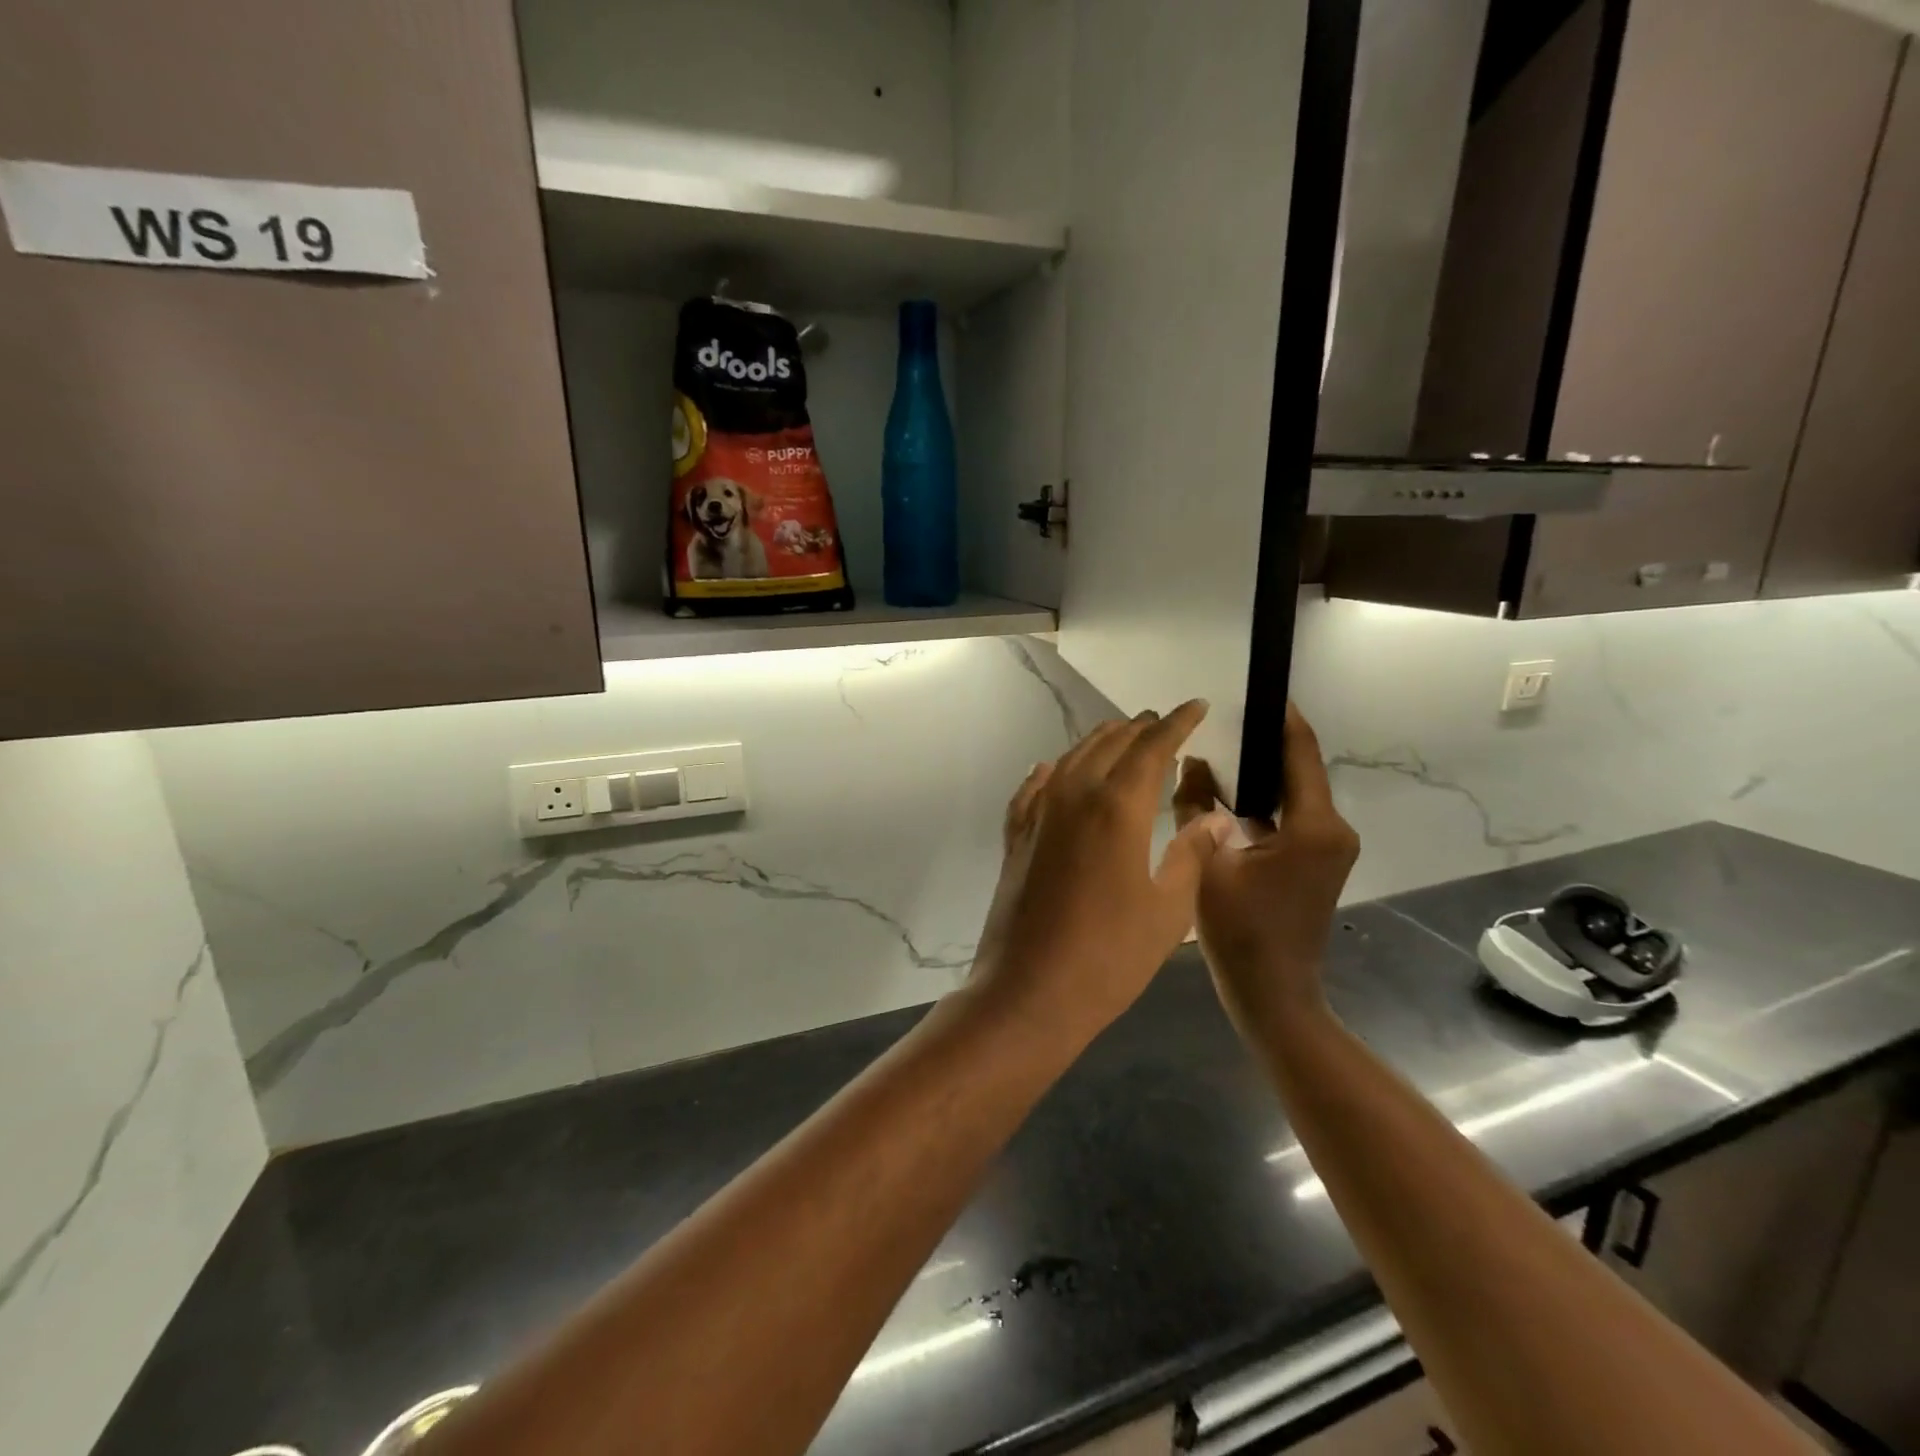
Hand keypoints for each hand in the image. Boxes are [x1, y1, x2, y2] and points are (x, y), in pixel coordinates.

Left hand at [968, 701, 1236, 1047]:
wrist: (1030, 990)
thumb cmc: (1110, 955)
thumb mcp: (1169, 909)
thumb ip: (1191, 854)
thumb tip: (1214, 819)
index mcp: (1117, 807)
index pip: (1152, 747)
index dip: (1177, 723)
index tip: (1197, 706)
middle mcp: (1073, 796)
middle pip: (1109, 744)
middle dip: (1140, 728)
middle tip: (1164, 722)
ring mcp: (1038, 815)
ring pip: (1070, 759)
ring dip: (1100, 743)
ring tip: (1122, 737)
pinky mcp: (1016, 837)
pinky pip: (1033, 790)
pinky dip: (1050, 773)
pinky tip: (1052, 770)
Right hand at [1172, 703, 1359, 1026]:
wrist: (1272, 995)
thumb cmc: (1240, 932)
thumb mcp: (1207, 863)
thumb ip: (1196, 805)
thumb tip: (1191, 761)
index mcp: (1314, 826)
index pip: (1300, 752)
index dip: (1280, 717)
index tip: (1254, 688)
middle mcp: (1333, 829)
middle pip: (1298, 769)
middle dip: (1261, 743)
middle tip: (1218, 720)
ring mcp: (1329, 847)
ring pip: (1292, 793)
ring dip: (1258, 773)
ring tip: (1215, 750)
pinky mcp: (1316, 861)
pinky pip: (1290, 815)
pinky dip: (1261, 801)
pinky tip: (1225, 795)